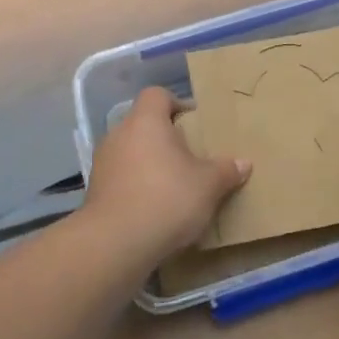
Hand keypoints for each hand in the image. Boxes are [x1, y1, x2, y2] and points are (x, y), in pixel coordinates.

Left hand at [82, 88, 249, 262]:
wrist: (116, 243)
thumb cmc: (167, 199)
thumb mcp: (208, 186)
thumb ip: (226, 171)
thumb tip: (243, 163)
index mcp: (145, 121)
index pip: (156, 95)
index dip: (176, 104)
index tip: (193, 124)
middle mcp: (119, 134)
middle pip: (143, 124)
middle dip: (165, 139)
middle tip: (189, 158)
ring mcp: (102, 163)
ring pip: (130, 152)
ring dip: (149, 164)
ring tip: (172, 186)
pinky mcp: (94, 191)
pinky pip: (120, 178)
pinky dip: (135, 186)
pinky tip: (153, 208)